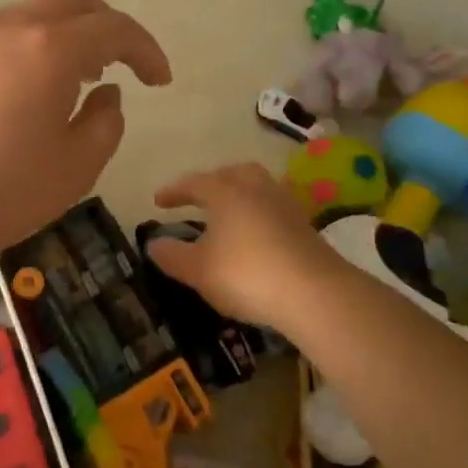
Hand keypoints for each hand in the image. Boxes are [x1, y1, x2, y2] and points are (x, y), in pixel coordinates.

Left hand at [0, 0, 170, 261]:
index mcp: (49, 50)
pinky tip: (19, 94)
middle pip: (71, 1)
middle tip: (117, 64)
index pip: (114, 28)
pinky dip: (24, 50)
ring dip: (62, 36)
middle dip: (105, 25)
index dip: (146, 49)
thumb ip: (106, 123)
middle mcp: (8, 29)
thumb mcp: (74, 169)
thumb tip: (107, 93)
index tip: (159, 80)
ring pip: (29, 15)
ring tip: (71, 79)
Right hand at [146, 163, 346, 327]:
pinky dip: (258, 214)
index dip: (174, 191)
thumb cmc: (246, 274)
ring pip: (257, 188)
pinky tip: (254, 235)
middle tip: (198, 198)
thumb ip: (172, 255)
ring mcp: (285, 205)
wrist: (314, 293)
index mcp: (226, 192)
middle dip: (212, 182)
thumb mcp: (198, 270)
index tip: (158, 201)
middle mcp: (256, 189)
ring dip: (239, 195)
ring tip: (227, 215)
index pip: (194, 183)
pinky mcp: (305, 226)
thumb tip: (153, 244)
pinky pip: (273, 208)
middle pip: (232, 174)